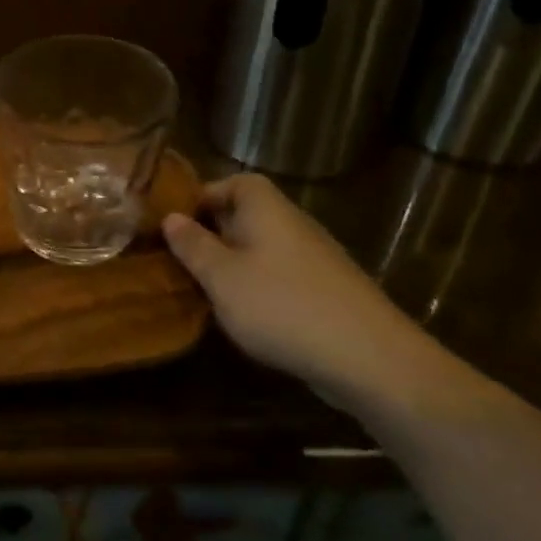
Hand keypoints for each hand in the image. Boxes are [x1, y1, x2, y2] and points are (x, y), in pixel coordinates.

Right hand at [162, 175, 450, 416]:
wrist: (370, 358)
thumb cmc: (281, 305)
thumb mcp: (221, 277)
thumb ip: (193, 246)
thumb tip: (171, 218)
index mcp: (265, 209)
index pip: (233, 182)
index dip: (203, 197)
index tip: (175, 225)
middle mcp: (293, 223)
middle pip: (247, 215)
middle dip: (213, 234)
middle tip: (183, 260)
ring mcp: (315, 257)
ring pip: (263, 247)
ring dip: (234, 263)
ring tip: (208, 290)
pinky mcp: (328, 290)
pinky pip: (281, 274)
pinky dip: (260, 286)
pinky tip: (248, 316)